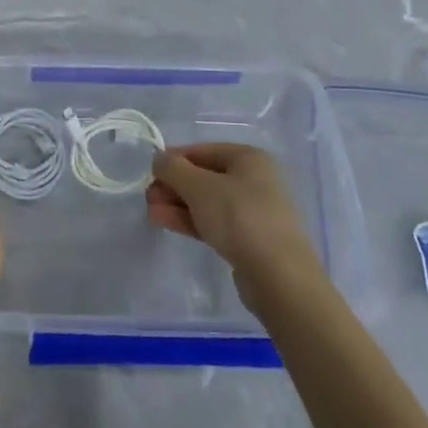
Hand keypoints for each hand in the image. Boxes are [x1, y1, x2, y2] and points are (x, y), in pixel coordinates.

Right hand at [146, 143, 321, 310]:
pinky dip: (190, 220)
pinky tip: (166, 222)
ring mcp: (253, 211)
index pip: (202, 150)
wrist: (279, 277)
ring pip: (207, 202)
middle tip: (148, 196)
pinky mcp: (250, 240)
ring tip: (151, 212)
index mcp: (248, 158)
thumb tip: (159, 159)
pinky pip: (214, 222)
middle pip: (204, 176)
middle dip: (174, 185)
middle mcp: (254, 180)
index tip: (150, 172)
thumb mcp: (200, 186)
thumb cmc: (240, 217)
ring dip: (178, 204)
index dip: (173, 159)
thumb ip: (174, 168)